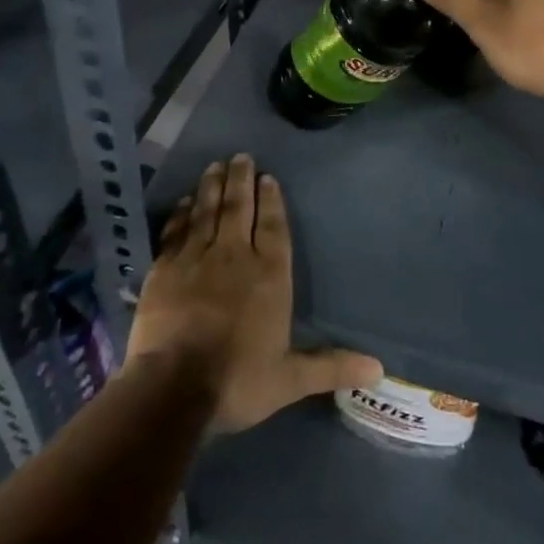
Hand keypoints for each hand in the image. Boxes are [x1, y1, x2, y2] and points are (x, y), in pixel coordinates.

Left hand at [127, 154, 381, 433]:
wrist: (173, 386)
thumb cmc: (238, 380)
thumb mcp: (290, 378)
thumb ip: (331, 366)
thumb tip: (379, 368)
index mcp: (269, 274)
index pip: (273, 227)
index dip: (272, 200)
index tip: (268, 176)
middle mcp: (235, 255)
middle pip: (239, 208)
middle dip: (241, 180)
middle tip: (240, 156)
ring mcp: (196, 258)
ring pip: (207, 211)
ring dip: (212, 187)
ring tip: (215, 166)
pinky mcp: (165, 268)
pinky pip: (176, 231)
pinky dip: (181, 214)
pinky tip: (184, 201)